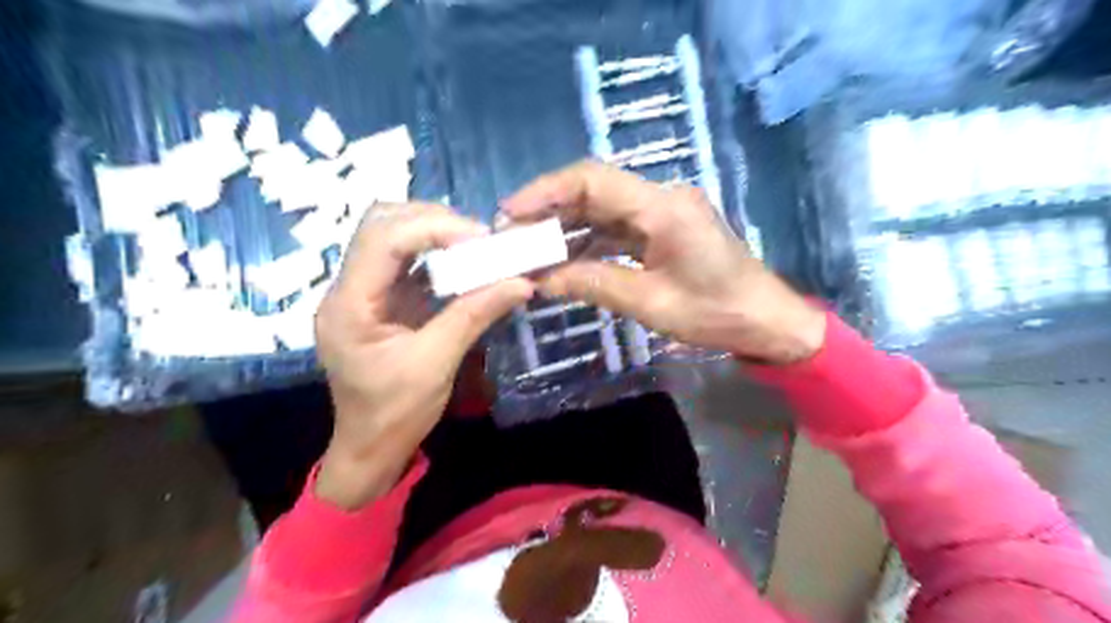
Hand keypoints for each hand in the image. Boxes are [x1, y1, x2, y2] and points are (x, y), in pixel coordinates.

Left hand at [315, 207, 535, 508]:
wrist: (371, 447)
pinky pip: (406, 261)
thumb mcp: (436, 363)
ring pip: (392, 236)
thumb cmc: (395, 413)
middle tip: (479, 237)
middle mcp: (348, 288)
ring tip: (476, 245)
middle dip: (432, 221)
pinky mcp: (381, 300)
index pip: (383, 239)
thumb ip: (475, 315)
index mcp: (349, 304)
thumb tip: (522, 282)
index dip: (433, 227)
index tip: (481, 238)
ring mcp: (363, 292)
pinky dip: (437, 255)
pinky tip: (465, 263)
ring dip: (435, 233)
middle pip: (381, 224)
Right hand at [503, 158, 823, 365]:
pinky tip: (565, 259)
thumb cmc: (716, 314)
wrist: (767, 320)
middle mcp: (661, 198)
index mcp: (662, 208)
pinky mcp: (663, 230)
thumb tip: (541, 280)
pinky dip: (588, 241)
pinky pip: (617, 228)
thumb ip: (594, 284)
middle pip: (594, 190)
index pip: (592, 181)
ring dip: (566, 227)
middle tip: (513, 236)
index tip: (511, 213)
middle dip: (549, 211)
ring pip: (602, 209)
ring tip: (531, 250)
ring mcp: (663, 213)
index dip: (546, 191)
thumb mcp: (651, 304)